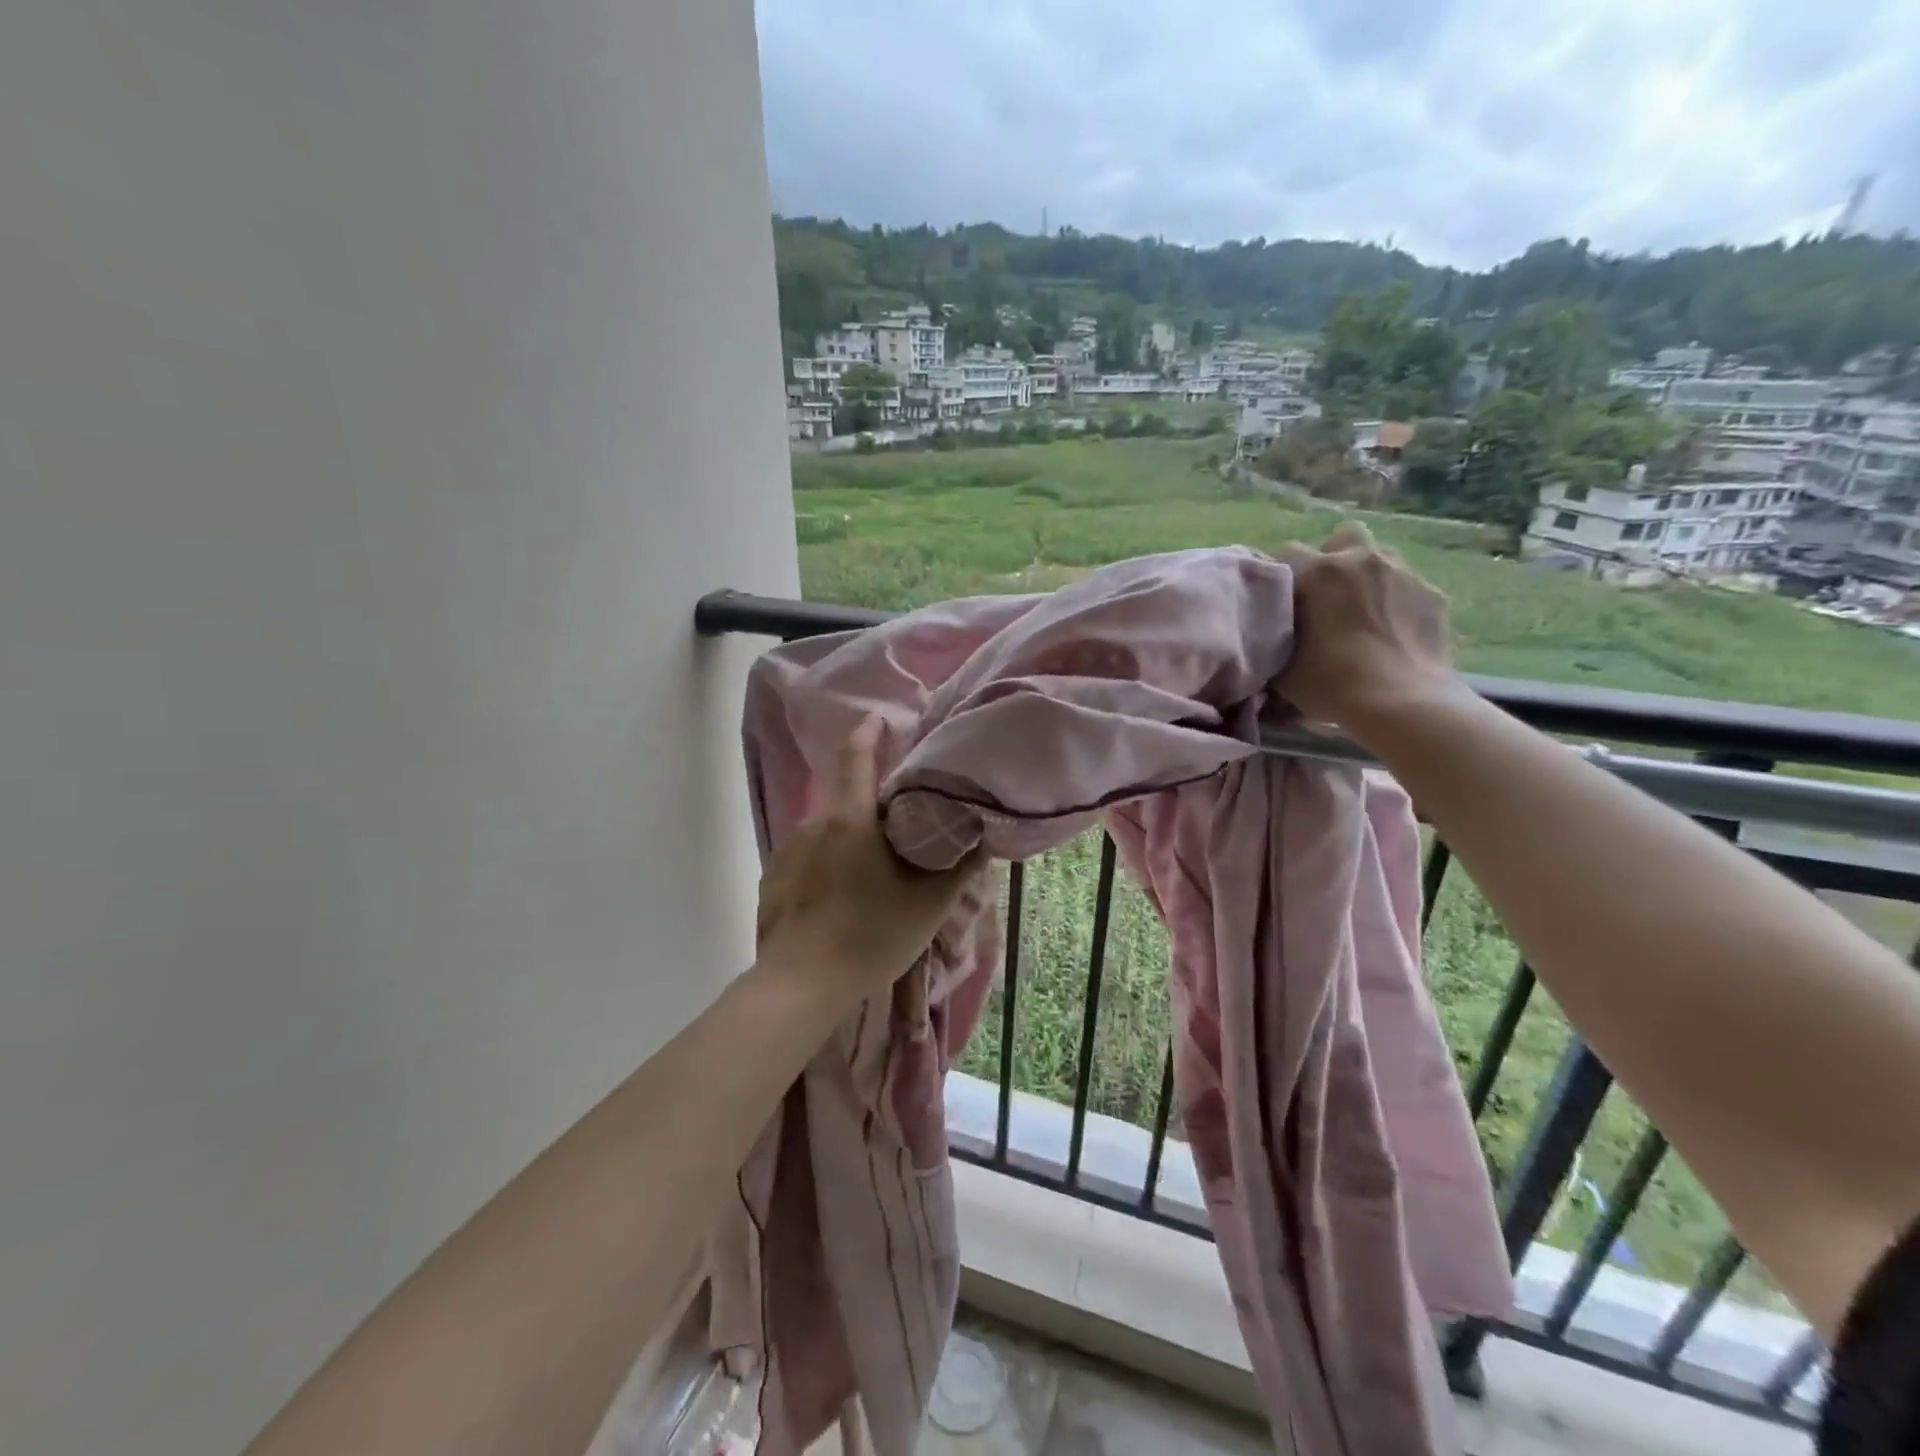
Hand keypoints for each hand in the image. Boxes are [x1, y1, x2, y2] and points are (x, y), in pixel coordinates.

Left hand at [755, 717, 983, 1010]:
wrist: (800, 986)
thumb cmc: (870, 936)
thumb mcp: (929, 904)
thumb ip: (961, 867)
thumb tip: (984, 837)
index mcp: (850, 819)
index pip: (857, 756)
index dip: (869, 733)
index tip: (880, 720)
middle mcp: (812, 824)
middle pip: (846, 802)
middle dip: (870, 811)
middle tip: (897, 838)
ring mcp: (786, 852)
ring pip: (826, 835)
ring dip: (847, 845)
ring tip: (868, 880)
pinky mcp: (770, 881)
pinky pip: (806, 861)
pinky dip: (825, 869)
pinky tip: (838, 903)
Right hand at [1277, 522, 1461, 743]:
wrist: (1403, 704)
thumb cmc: (1331, 684)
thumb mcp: (1280, 666)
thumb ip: (1272, 636)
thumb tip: (1268, 632)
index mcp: (1317, 572)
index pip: (1287, 552)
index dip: (1283, 575)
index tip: (1282, 600)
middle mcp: (1360, 560)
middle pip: (1342, 537)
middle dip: (1332, 558)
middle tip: (1326, 596)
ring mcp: (1402, 573)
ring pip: (1379, 557)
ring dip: (1366, 576)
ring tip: (1361, 612)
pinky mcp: (1433, 594)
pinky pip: (1406, 586)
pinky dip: (1396, 602)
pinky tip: (1392, 632)